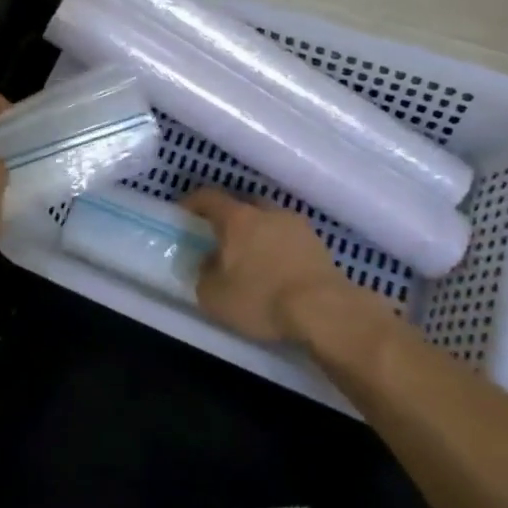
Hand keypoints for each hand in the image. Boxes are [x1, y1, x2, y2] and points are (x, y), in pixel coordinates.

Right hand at [182, 189, 353, 342]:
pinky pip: (289, 238)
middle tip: (220, 236)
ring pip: (269, 220)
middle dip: (229, 216)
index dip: (192, 202)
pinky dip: (279, 248)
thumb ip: (204, 274)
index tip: (182, 213)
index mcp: (237, 218)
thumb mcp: (214, 296)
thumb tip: (208, 264)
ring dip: (258, 232)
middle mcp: (267, 212)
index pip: (209, 197)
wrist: (324, 310)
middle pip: (243, 204)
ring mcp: (297, 225)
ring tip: (252, 256)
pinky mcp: (319, 245)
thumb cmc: (261, 298)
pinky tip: (277, 270)